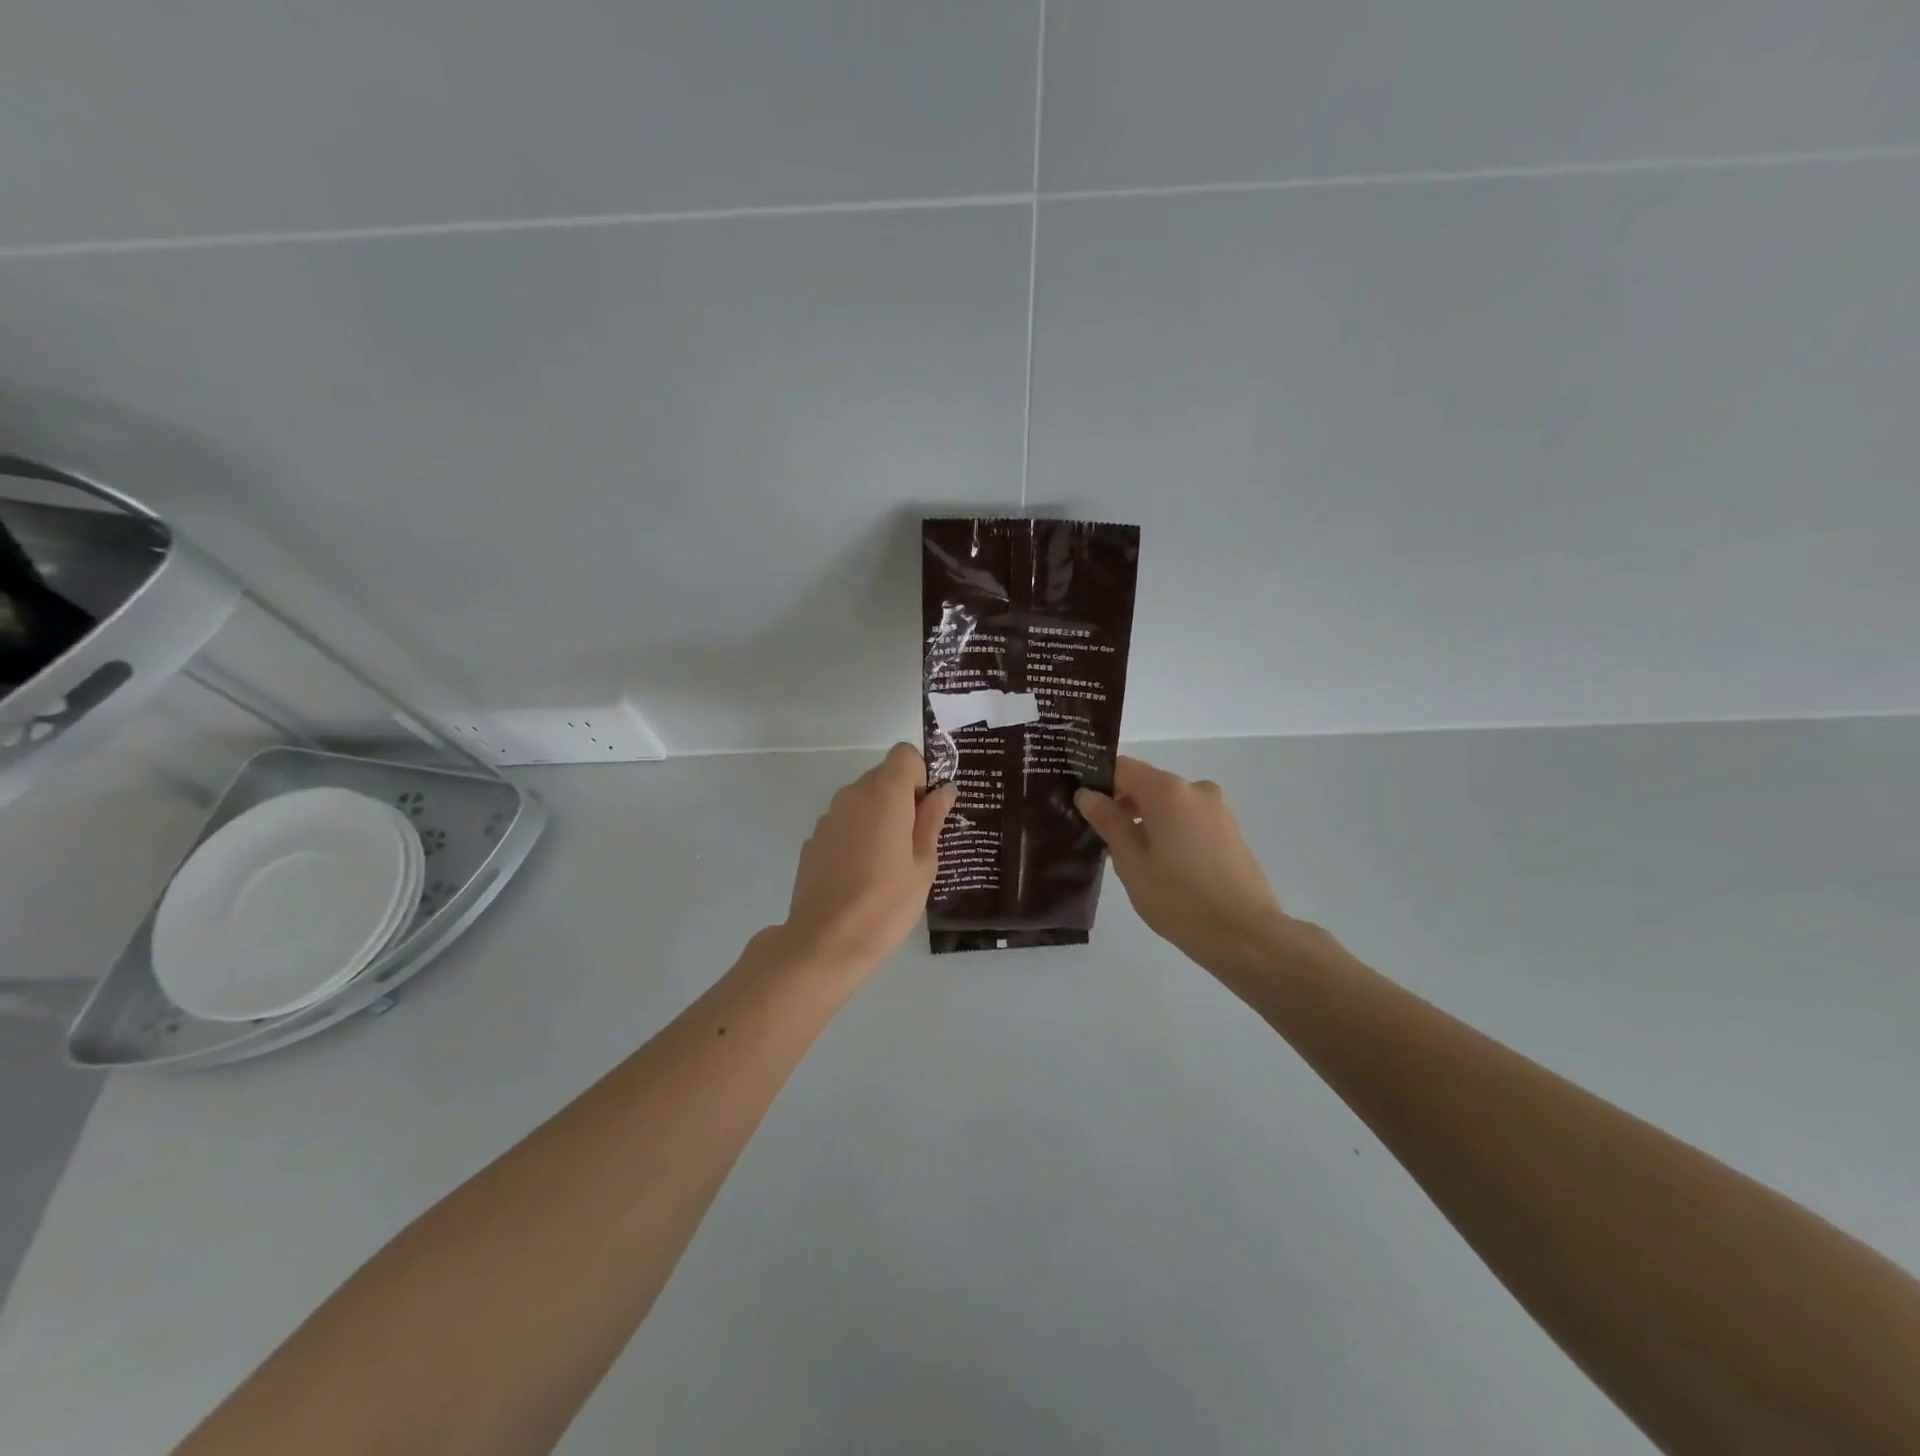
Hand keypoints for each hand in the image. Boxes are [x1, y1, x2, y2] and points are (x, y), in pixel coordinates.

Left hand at [778, 743, 956, 975]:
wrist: (825, 942)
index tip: (926, 811)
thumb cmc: (887, 902)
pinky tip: (862, 875)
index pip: (904, 754)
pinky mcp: (814, 840)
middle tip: (916, 843)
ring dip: (879, 817)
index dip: (920, 775)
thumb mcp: (924, 863)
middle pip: (883, 776)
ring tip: (889, 863)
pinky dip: (857, 836)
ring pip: (862, 801)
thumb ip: (933, 819)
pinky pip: (844, 824)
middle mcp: (852, 794)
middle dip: (903, 798)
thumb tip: (945, 790)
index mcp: (884, 793)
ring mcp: (828, 817)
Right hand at [1076, 757, 1293, 971]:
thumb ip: (1108, 822)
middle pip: (1147, 784)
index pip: (1122, 767)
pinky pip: (1189, 818)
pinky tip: (1162, 865)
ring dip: (1146, 820)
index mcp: (1168, 791)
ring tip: (1132, 858)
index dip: (1098, 781)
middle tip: (1101, 837)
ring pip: (1169, 803)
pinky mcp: (1230, 830)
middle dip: (1122, 804)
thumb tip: (1087, 794)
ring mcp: (1217, 809)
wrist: (1246, 935)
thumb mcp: (1131, 862)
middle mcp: (1195, 789)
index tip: (1081, 804)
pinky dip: (1170, 830)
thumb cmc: (1178, 898)